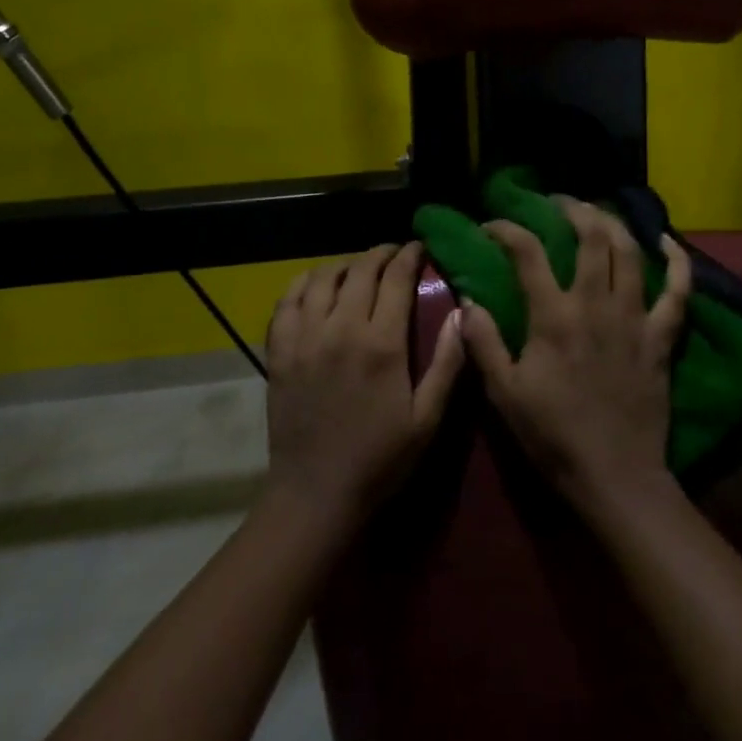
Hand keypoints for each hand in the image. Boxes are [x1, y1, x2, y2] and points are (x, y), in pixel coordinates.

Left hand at [263, 243, 465, 524]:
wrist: (316, 493)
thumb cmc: (380, 459)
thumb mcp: (427, 418)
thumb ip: (447, 363)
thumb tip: (462, 313)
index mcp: (381, 344)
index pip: (395, 279)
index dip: (408, 256)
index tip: (418, 247)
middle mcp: (340, 330)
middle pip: (359, 270)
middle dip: (379, 254)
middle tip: (393, 254)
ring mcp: (304, 339)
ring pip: (321, 278)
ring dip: (343, 265)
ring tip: (357, 268)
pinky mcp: (279, 352)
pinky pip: (286, 302)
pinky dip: (302, 285)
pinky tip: (314, 286)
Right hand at [459, 200, 692, 518]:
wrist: (614, 474)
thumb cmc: (553, 435)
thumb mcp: (504, 393)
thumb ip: (483, 342)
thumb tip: (468, 301)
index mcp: (554, 317)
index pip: (528, 253)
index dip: (507, 230)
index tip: (493, 225)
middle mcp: (596, 304)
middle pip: (591, 237)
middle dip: (572, 209)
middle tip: (556, 203)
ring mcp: (635, 317)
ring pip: (630, 252)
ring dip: (614, 222)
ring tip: (598, 211)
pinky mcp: (662, 336)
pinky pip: (678, 290)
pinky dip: (677, 261)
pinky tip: (666, 240)